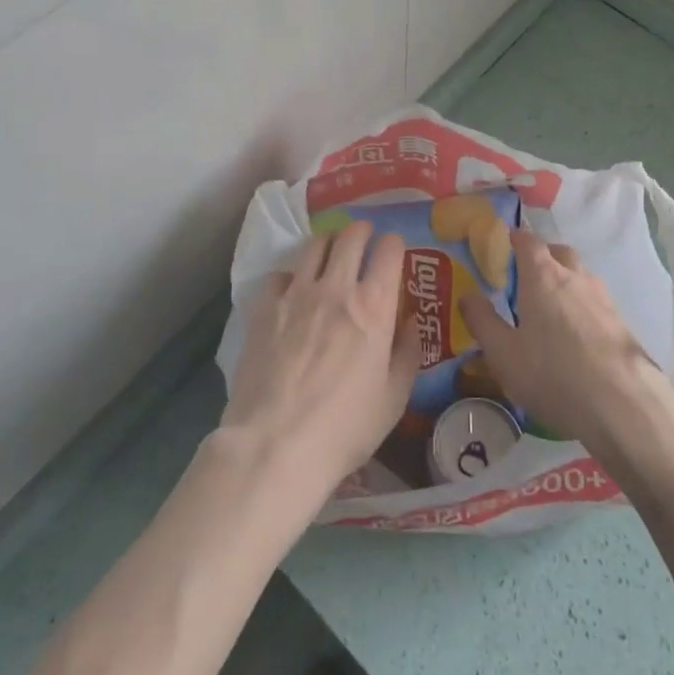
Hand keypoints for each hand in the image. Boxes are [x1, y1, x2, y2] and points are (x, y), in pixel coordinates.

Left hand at [221, 221, 419, 508]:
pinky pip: (281, 274)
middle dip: (362, 231)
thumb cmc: (345, 427)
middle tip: (365, 237)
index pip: (389, 250)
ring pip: (315, 246)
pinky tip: (293, 291)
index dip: (394, 244)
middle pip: (351, 236)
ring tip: (331, 253)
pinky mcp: (265, 306)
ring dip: (329, 243)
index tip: (394, 250)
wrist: (276, 443)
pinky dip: (292, 276)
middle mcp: (336, 287)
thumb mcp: (394, 398)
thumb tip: (408, 322)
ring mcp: (297, 293)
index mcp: (374, 306)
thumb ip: (407, 353)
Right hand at [459, 229, 668, 449]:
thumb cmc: (552, 373)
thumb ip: (482, 321)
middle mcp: (574, 277)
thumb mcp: (503, 353)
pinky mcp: (621, 322)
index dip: (515, 238)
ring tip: (550, 307)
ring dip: (565, 281)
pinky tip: (576, 334)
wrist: (622, 404)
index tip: (504, 243)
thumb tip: (468, 295)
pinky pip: (595, 301)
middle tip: (526, 277)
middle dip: (543, 256)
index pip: (528, 241)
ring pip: (580, 276)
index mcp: (542, 276)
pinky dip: (582, 306)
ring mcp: (603, 298)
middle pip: (558, 252)